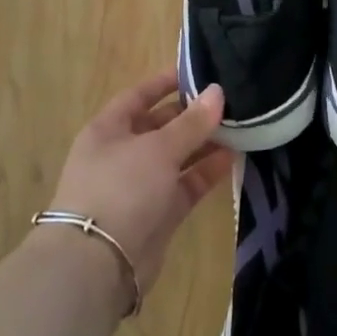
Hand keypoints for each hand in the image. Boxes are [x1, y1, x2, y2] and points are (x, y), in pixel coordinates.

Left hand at [46, 71, 234, 302]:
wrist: (98, 264)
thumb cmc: (121, 188)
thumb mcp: (158, 148)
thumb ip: (192, 122)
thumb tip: (218, 92)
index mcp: (108, 130)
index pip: (138, 96)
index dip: (165, 82)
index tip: (197, 71)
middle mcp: (121, 155)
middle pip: (159, 126)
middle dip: (191, 115)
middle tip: (227, 100)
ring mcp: (139, 187)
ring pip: (175, 157)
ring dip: (203, 144)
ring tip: (238, 126)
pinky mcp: (157, 215)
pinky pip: (184, 185)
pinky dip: (205, 172)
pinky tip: (232, 157)